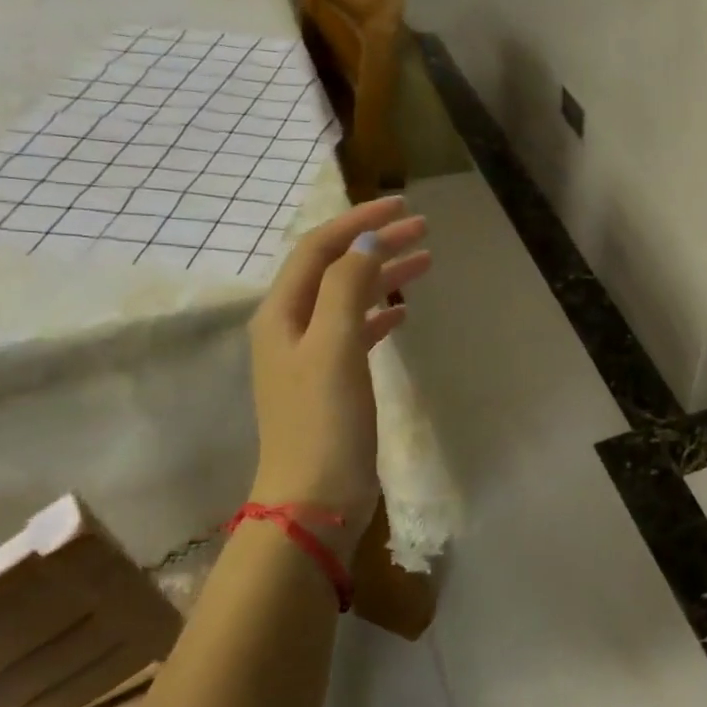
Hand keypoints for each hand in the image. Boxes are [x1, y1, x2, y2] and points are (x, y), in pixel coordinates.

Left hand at [247, 197, 431, 544]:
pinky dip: (379, 314)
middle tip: (423, 229)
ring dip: (382, 276)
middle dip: (376, 244)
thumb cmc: (323, 423)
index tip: (402, 206)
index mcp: (282, 314)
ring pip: (349, 298)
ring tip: (424, 261)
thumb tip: (368, 243)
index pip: (319, 250)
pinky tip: (403, 313)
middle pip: (335, 269)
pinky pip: (356, 332)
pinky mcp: (332, 382)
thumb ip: (348, 290)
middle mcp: (290, 327)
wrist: (313, 500)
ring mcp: (311, 356)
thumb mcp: (333, 348)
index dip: (358, 223)